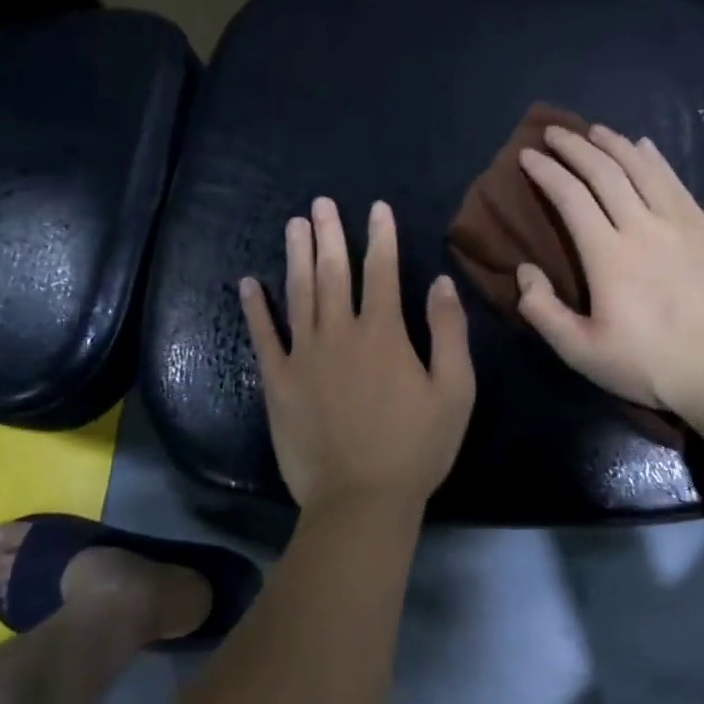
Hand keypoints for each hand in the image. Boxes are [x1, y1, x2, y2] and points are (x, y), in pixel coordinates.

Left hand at [240, 198, 474, 512]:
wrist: (360, 500)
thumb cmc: (416, 447)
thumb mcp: (455, 390)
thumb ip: (449, 332)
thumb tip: (440, 282)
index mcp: (383, 333)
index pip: (382, 271)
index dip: (380, 237)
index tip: (376, 208)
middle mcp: (340, 333)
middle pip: (333, 272)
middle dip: (330, 234)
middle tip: (321, 203)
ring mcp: (303, 355)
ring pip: (299, 293)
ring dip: (296, 256)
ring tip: (294, 225)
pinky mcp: (277, 381)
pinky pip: (263, 336)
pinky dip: (255, 308)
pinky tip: (248, 283)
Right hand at [516, 124, 703, 417]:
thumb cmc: (651, 365)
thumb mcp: (582, 352)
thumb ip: (543, 311)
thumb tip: (524, 271)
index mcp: (608, 255)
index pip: (570, 197)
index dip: (546, 172)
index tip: (528, 155)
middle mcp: (642, 226)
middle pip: (604, 171)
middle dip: (574, 146)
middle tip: (554, 132)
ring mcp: (680, 224)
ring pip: (642, 168)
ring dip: (614, 144)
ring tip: (595, 130)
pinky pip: (676, 182)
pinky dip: (655, 159)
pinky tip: (646, 147)